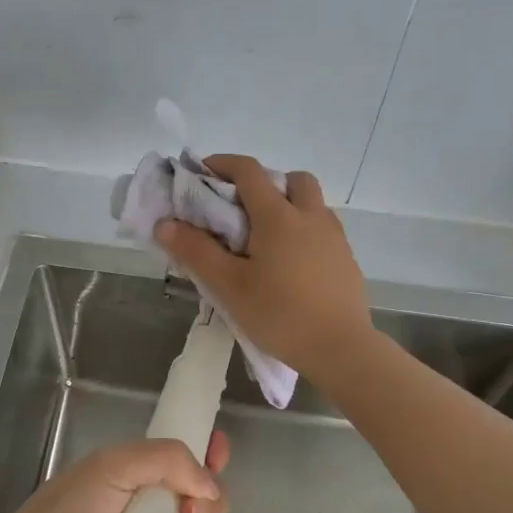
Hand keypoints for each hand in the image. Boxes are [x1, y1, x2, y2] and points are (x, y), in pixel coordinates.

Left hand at [0, 432, 231, 512]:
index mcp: (147, 472)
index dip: (213, 454)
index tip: (218, 455)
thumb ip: (168, 460)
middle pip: (213, 498)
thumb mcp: (115, 465)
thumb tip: (210, 486)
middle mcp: (160, 504)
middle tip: (186, 510)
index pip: (193, 457)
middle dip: (210, 502)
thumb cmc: (74, 509)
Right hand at [155, 154, 372, 381]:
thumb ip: (196, 252)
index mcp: (279, 216)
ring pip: (312, 204)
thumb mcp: (229, 286)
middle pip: (292, 179)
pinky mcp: (347, 260)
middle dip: (265, 183)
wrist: (340, 348)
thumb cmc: (280, 315)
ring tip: (265, 240)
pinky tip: (290, 265)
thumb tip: (165, 223)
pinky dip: (304, 231)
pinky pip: (323, 229)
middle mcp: (311, 217)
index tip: (202, 174)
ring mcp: (334, 237)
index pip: (249, 171)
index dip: (223, 164)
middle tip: (242, 210)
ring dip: (288, 206)